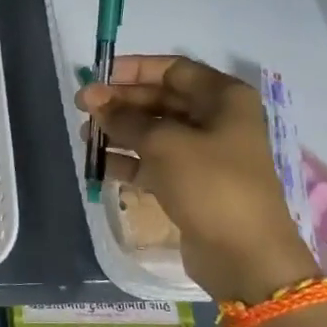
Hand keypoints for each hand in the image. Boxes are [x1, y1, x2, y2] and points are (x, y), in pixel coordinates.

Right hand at [76, 56, 319, 304]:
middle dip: (121, 103)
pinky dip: (128, 161)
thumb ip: (124, 118)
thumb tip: (93, 98)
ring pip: (155, 132)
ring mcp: (206, 154)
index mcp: (223, 99)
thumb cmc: (210, 185)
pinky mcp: (193, 184)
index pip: (173, 69)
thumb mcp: (163, 144)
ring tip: (84, 137)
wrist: (245, 256)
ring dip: (119, 132)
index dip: (133, 70)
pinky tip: (99, 165)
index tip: (97, 76)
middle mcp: (217, 120)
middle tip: (81, 108)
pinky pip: (155, 162)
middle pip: (161, 100)